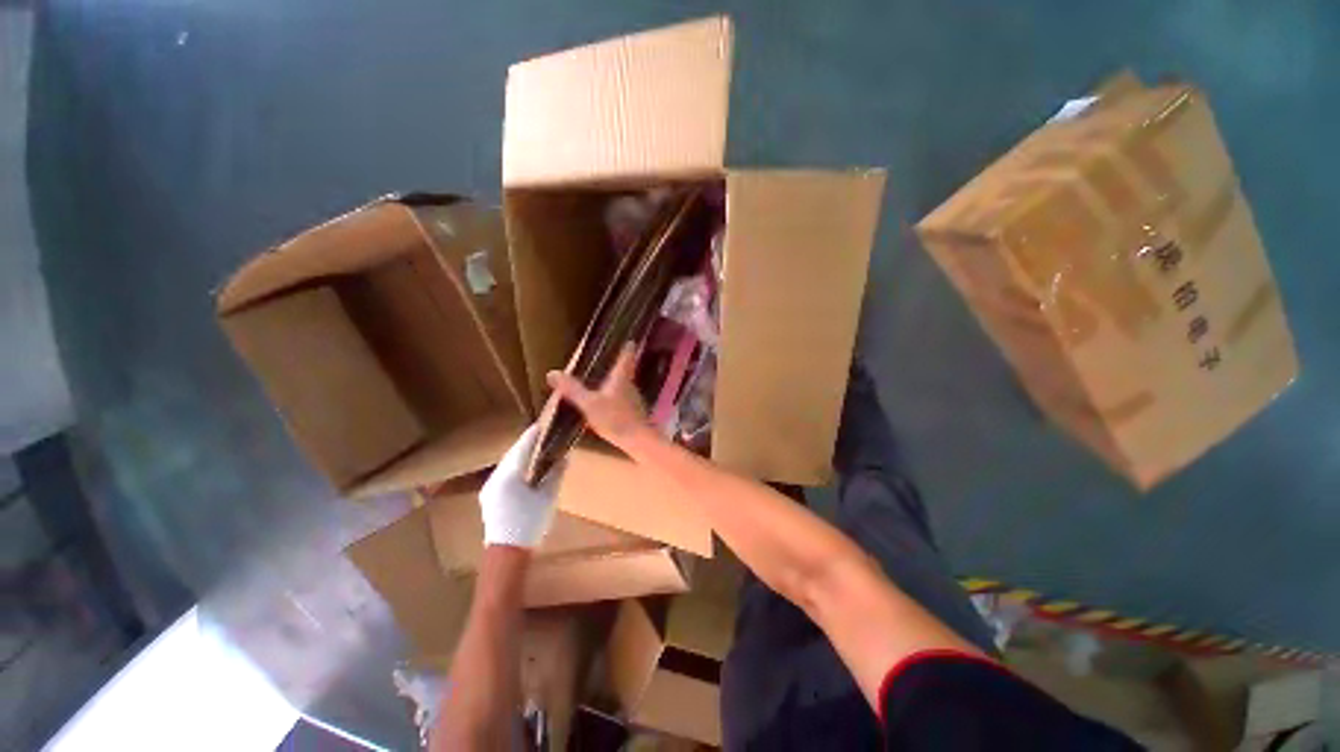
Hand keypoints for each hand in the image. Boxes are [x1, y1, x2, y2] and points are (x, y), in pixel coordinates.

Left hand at [479, 426, 559, 547]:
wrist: (508, 552)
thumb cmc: (530, 523)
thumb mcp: (549, 496)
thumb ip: (556, 473)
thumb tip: (564, 457)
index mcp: (509, 476)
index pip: (522, 448)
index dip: (532, 435)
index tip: (542, 424)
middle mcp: (495, 478)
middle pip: (512, 454)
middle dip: (526, 443)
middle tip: (541, 434)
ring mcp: (489, 488)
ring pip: (507, 463)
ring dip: (520, 454)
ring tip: (535, 449)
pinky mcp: (489, 497)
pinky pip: (503, 473)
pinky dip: (515, 466)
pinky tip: (524, 469)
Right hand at [546, 344, 656, 452]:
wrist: (638, 440)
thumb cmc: (615, 418)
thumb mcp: (589, 404)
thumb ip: (572, 389)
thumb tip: (552, 373)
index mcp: (621, 378)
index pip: (626, 357)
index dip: (627, 348)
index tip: (629, 339)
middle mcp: (630, 385)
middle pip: (625, 371)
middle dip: (618, 366)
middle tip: (608, 360)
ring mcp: (634, 400)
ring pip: (624, 386)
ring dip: (615, 383)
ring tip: (604, 381)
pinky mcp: (634, 413)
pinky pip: (623, 400)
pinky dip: (616, 398)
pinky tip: (608, 405)